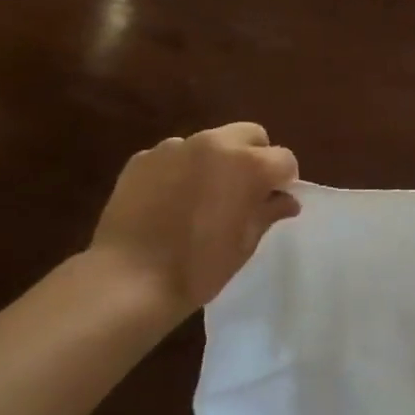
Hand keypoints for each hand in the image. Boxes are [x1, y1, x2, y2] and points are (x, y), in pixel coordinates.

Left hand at [88, 123, 300, 314]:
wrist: (129, 279)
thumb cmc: (199, 267)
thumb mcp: (245, 244)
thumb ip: (268, 213)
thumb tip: (285, 200)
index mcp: (249, 165)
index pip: (284, 160)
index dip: (284, 181)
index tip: (273, 202)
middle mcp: (215, 144)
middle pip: (250, 135)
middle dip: (256, 156)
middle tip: (245, 191)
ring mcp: (175, 147)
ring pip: (211, 142)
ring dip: (217, 161)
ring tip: (203, 196)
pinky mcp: (143, 158)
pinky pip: (175, 155)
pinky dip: (182, 169)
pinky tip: (171, 201)